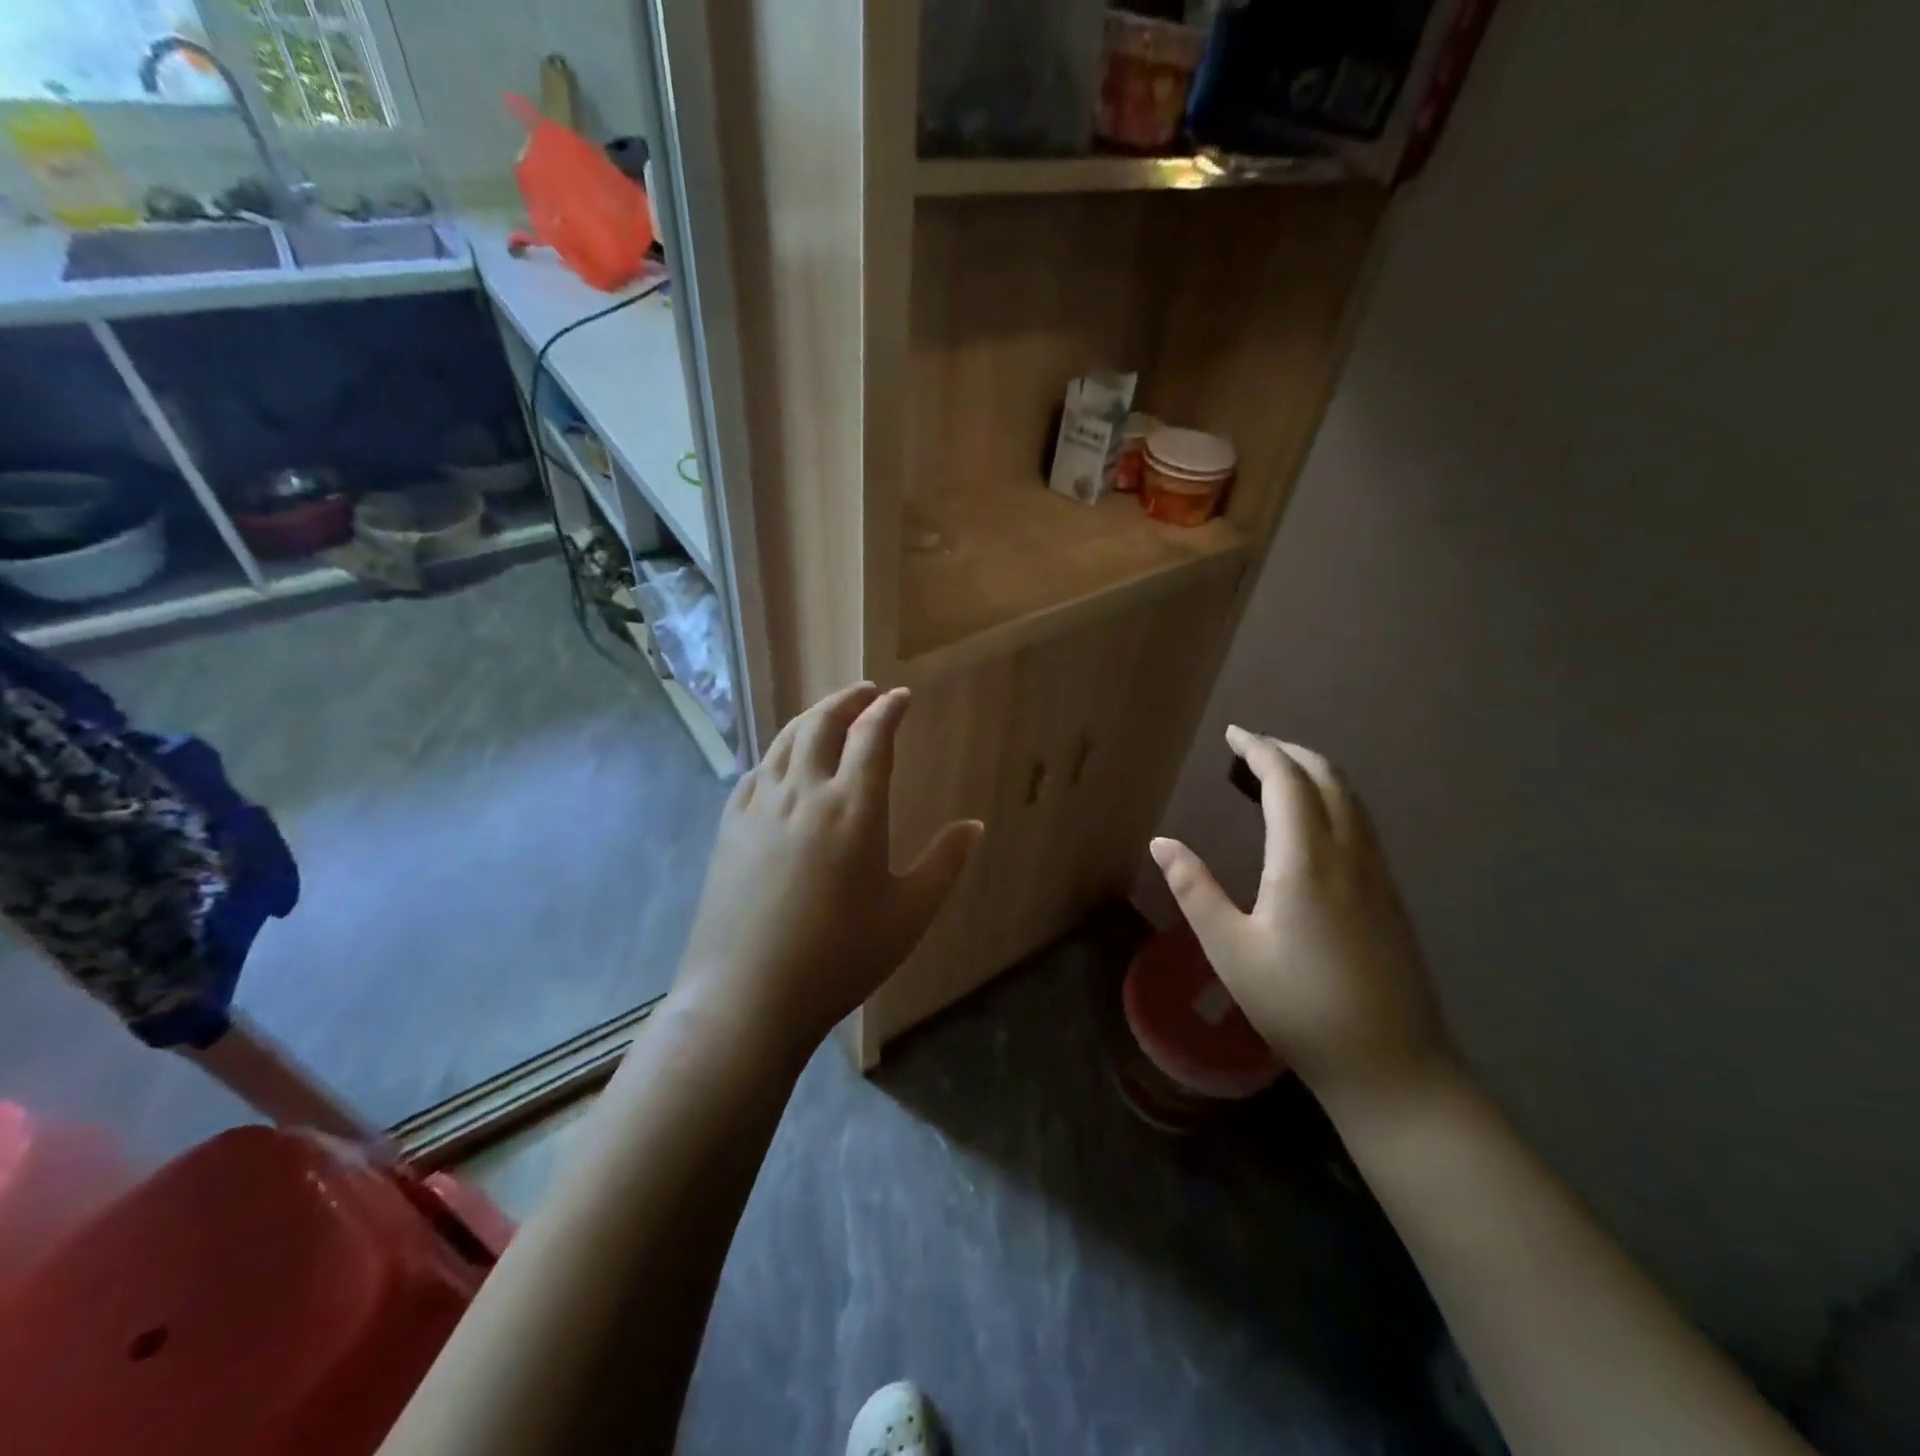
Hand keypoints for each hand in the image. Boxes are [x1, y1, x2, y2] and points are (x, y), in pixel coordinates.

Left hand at [674, 683, 982, 1056]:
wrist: (747, 997)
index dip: (889, 709)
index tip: (901, 697)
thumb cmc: (840, 958)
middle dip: (847, 699)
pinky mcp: (729, 827)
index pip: (872, 736)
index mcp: (853, 808)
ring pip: (785, 741)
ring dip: (810, 717)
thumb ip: (946, 864)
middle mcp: (804, 793)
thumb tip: (974, 825)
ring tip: (828, 714)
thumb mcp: (909, 916)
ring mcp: (759, 807)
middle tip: (866, 692)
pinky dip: (777, 753)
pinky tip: (783, 763)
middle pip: (822, 724)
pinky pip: (756, 771)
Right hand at [1149, 726, 1456, 1115]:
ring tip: (1277, 774)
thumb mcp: (1231, 950)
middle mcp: (1349, 854)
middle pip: (1327, 778)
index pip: (1286, 781)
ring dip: (1314, 773)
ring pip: (1351, 799)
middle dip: (1289, 752)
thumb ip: (1195, 890)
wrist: (1391, 1066)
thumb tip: (1160, 842)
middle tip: (1251, 748)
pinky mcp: (1390, 895)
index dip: (1259, 750)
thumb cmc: (1298, 1007)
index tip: (1233, 734)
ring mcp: (1377, 874)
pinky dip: (1333, 799)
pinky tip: (1314, 823)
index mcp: (1305, 861)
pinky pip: (1361, 823)